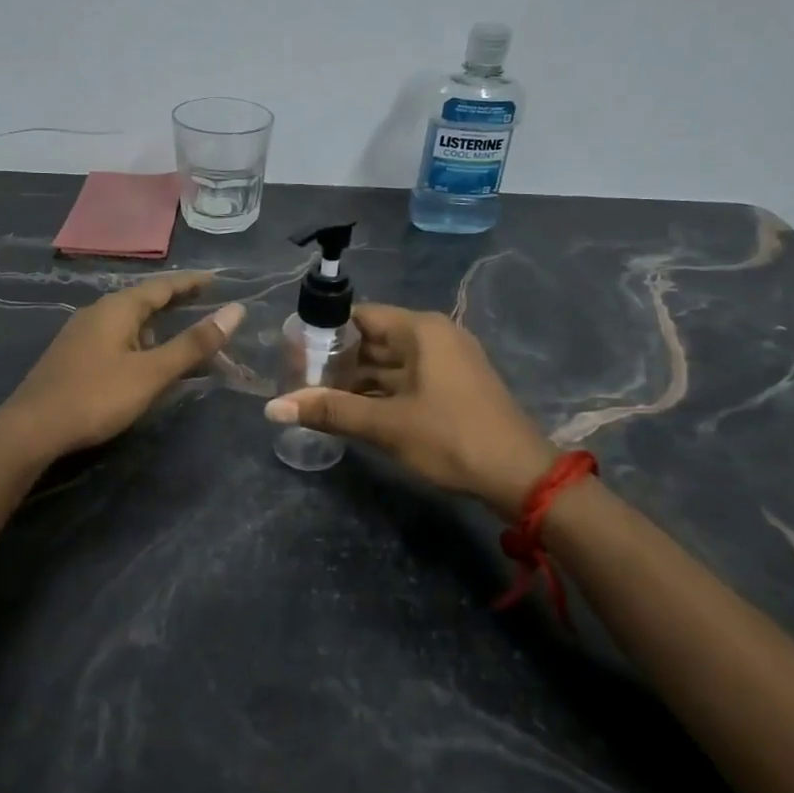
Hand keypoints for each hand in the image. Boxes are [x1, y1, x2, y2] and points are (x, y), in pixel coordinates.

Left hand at [0, 272, 243, 460]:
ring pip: (127, 320)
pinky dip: (138, 339)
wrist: (31, 429)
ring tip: (178, 333)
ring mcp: (80, 334)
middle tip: (204, 301)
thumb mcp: (152, 372)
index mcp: (118, 309)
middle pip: (143, 299)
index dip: (191, 282)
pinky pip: (114, 336)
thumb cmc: (96, 396)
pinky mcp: (72, 356)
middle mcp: (97, 312)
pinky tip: (141, 360)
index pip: (162, 286)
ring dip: (155, 323)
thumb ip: (194, 344)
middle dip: (174, 300)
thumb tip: (236, 310)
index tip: (216, 278)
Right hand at [264, 304, 556, 513]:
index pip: (359, 316)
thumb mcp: (386, 424)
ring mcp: (446, 361)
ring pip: (388, 363)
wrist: (520, 476)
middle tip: (295, 381)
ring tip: (315, 398)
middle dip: (336, 361)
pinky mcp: (452, 386)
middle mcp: (433, 336)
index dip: (323, 332)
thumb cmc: (451, 438)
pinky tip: (351, 411)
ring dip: (356, 381)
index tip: (291, 353)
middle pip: (372, 339)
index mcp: (420, 329)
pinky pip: (405, 379)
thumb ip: (329, 411)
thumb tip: (272, 408)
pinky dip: (379, 392)